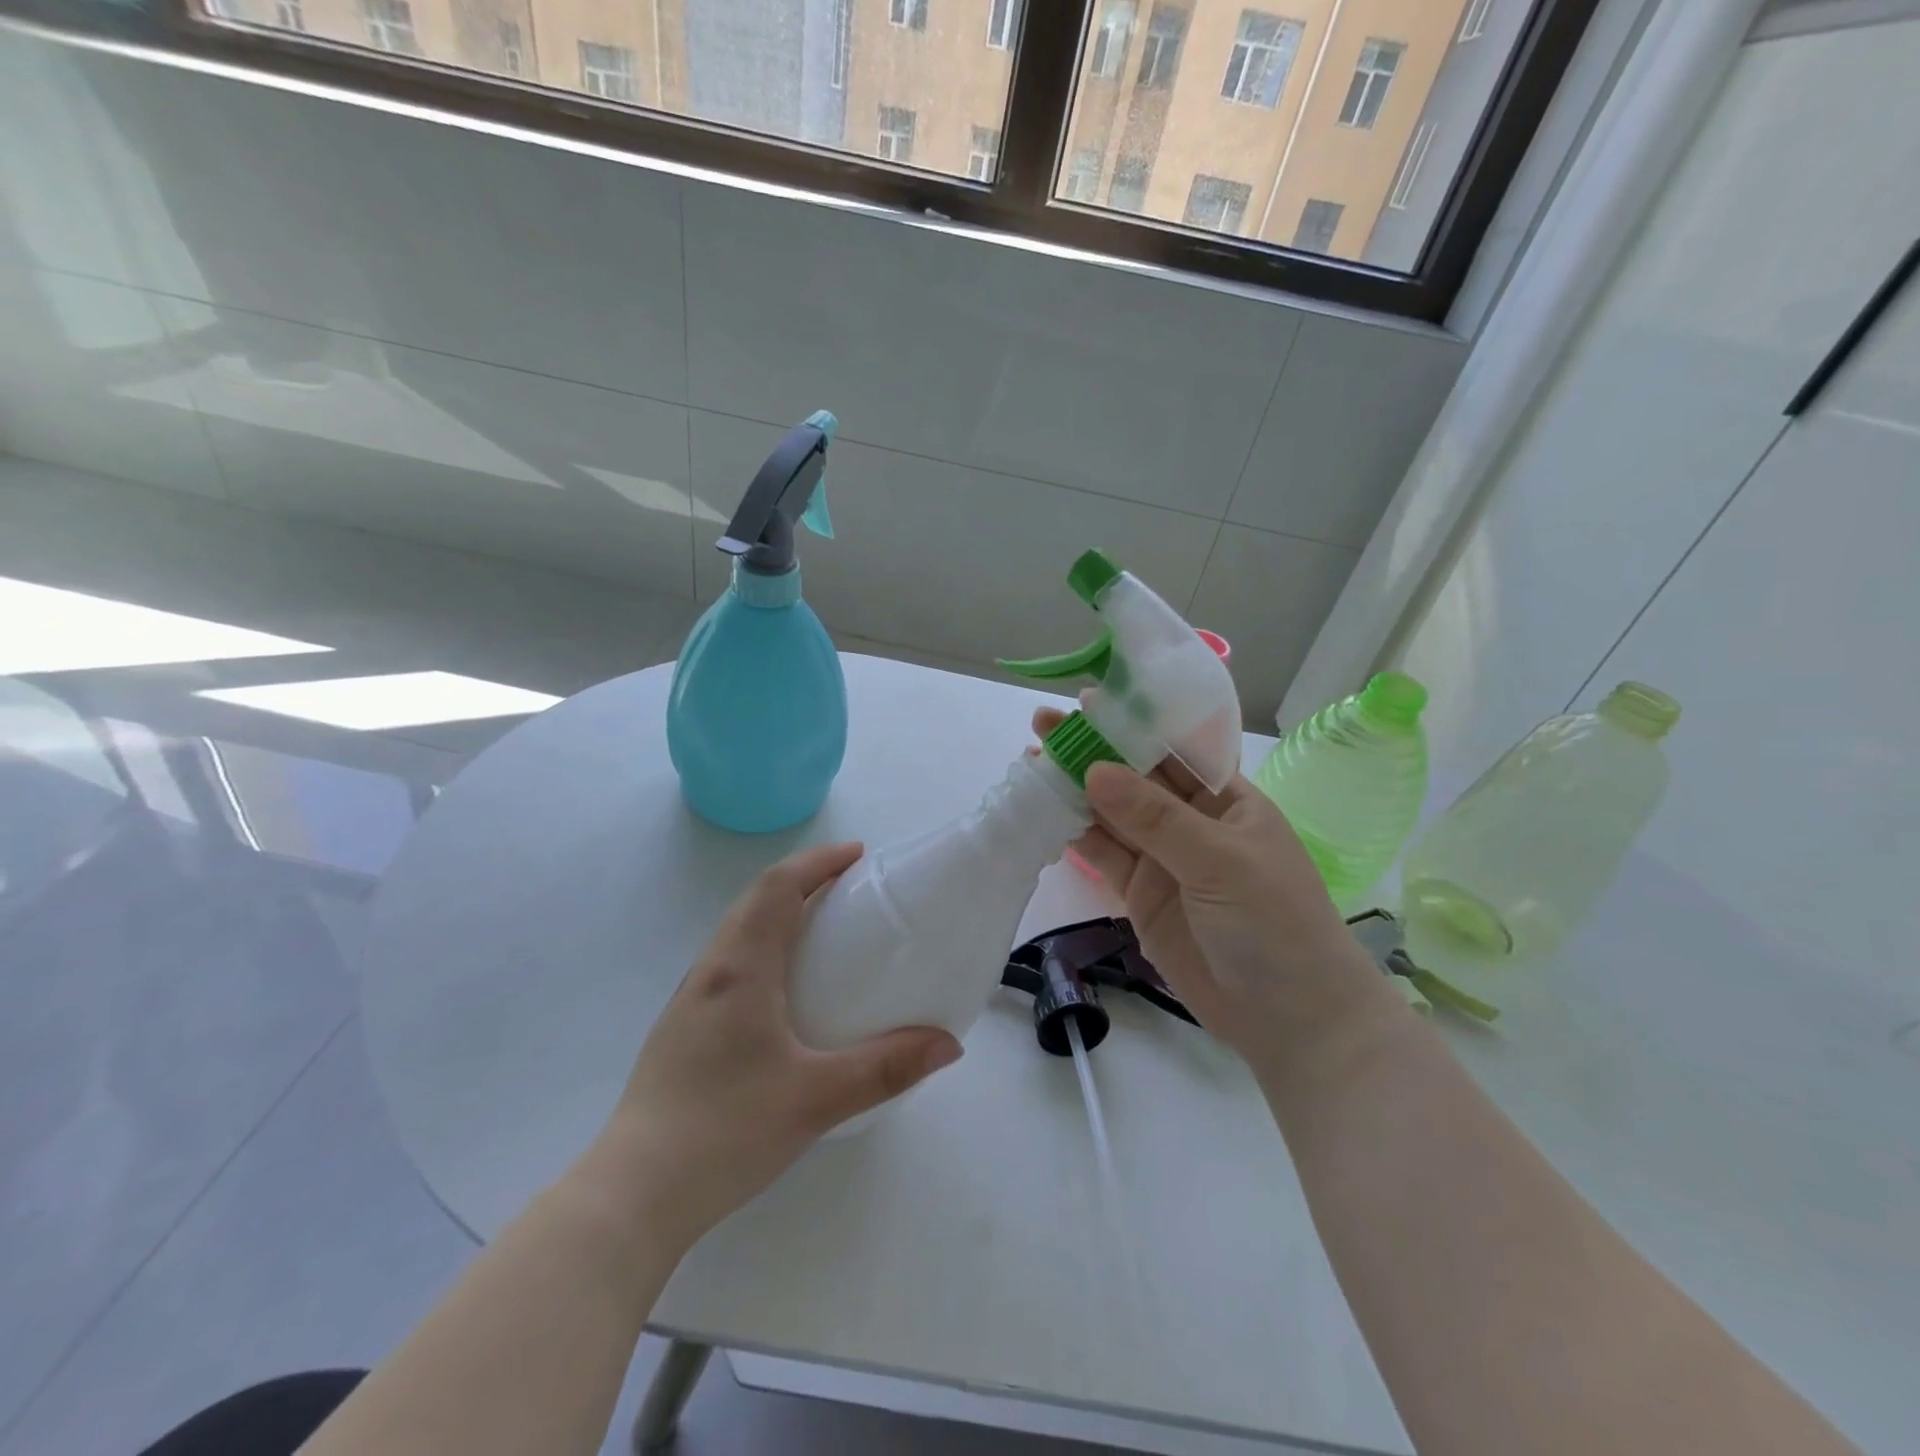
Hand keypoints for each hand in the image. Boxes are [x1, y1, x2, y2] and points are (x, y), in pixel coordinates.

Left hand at [580, 843, 961, 1252]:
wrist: (633, 1193)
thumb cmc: (725, 1131)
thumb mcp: (817, 1099)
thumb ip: (886, 1068)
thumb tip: (948, 1045)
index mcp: (740, 969)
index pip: (777, 888)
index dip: (817, 862)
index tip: (858, 855)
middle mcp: (710, 971)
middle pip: (755, 900)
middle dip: (803, 880)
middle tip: (850, 887)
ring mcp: (691, 1000)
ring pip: (738, 930)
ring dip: (780, 912)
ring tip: (824, 930)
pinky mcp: (683, 1029)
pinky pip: (730, 962)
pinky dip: (765, 946)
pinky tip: (786, 990)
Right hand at [1032, 707, 1397, 1072]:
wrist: (1290, 1020)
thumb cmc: (1275, 924)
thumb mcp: (1221, 862)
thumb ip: (1156, 818)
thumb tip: (1094, 770)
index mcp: (1225, 799)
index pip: (1173, 750)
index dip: (1131, 725)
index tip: (1087, 702)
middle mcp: (1192, 822)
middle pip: (1134, 779)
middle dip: (1092, 752)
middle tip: (1042, 727)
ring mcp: (1164, 859)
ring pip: (1112, 815)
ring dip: (1074, 790)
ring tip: (1031, 762)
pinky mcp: (1141, 894)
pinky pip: (1103, 855)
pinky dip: (1073, 835)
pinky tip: (1043, 812)